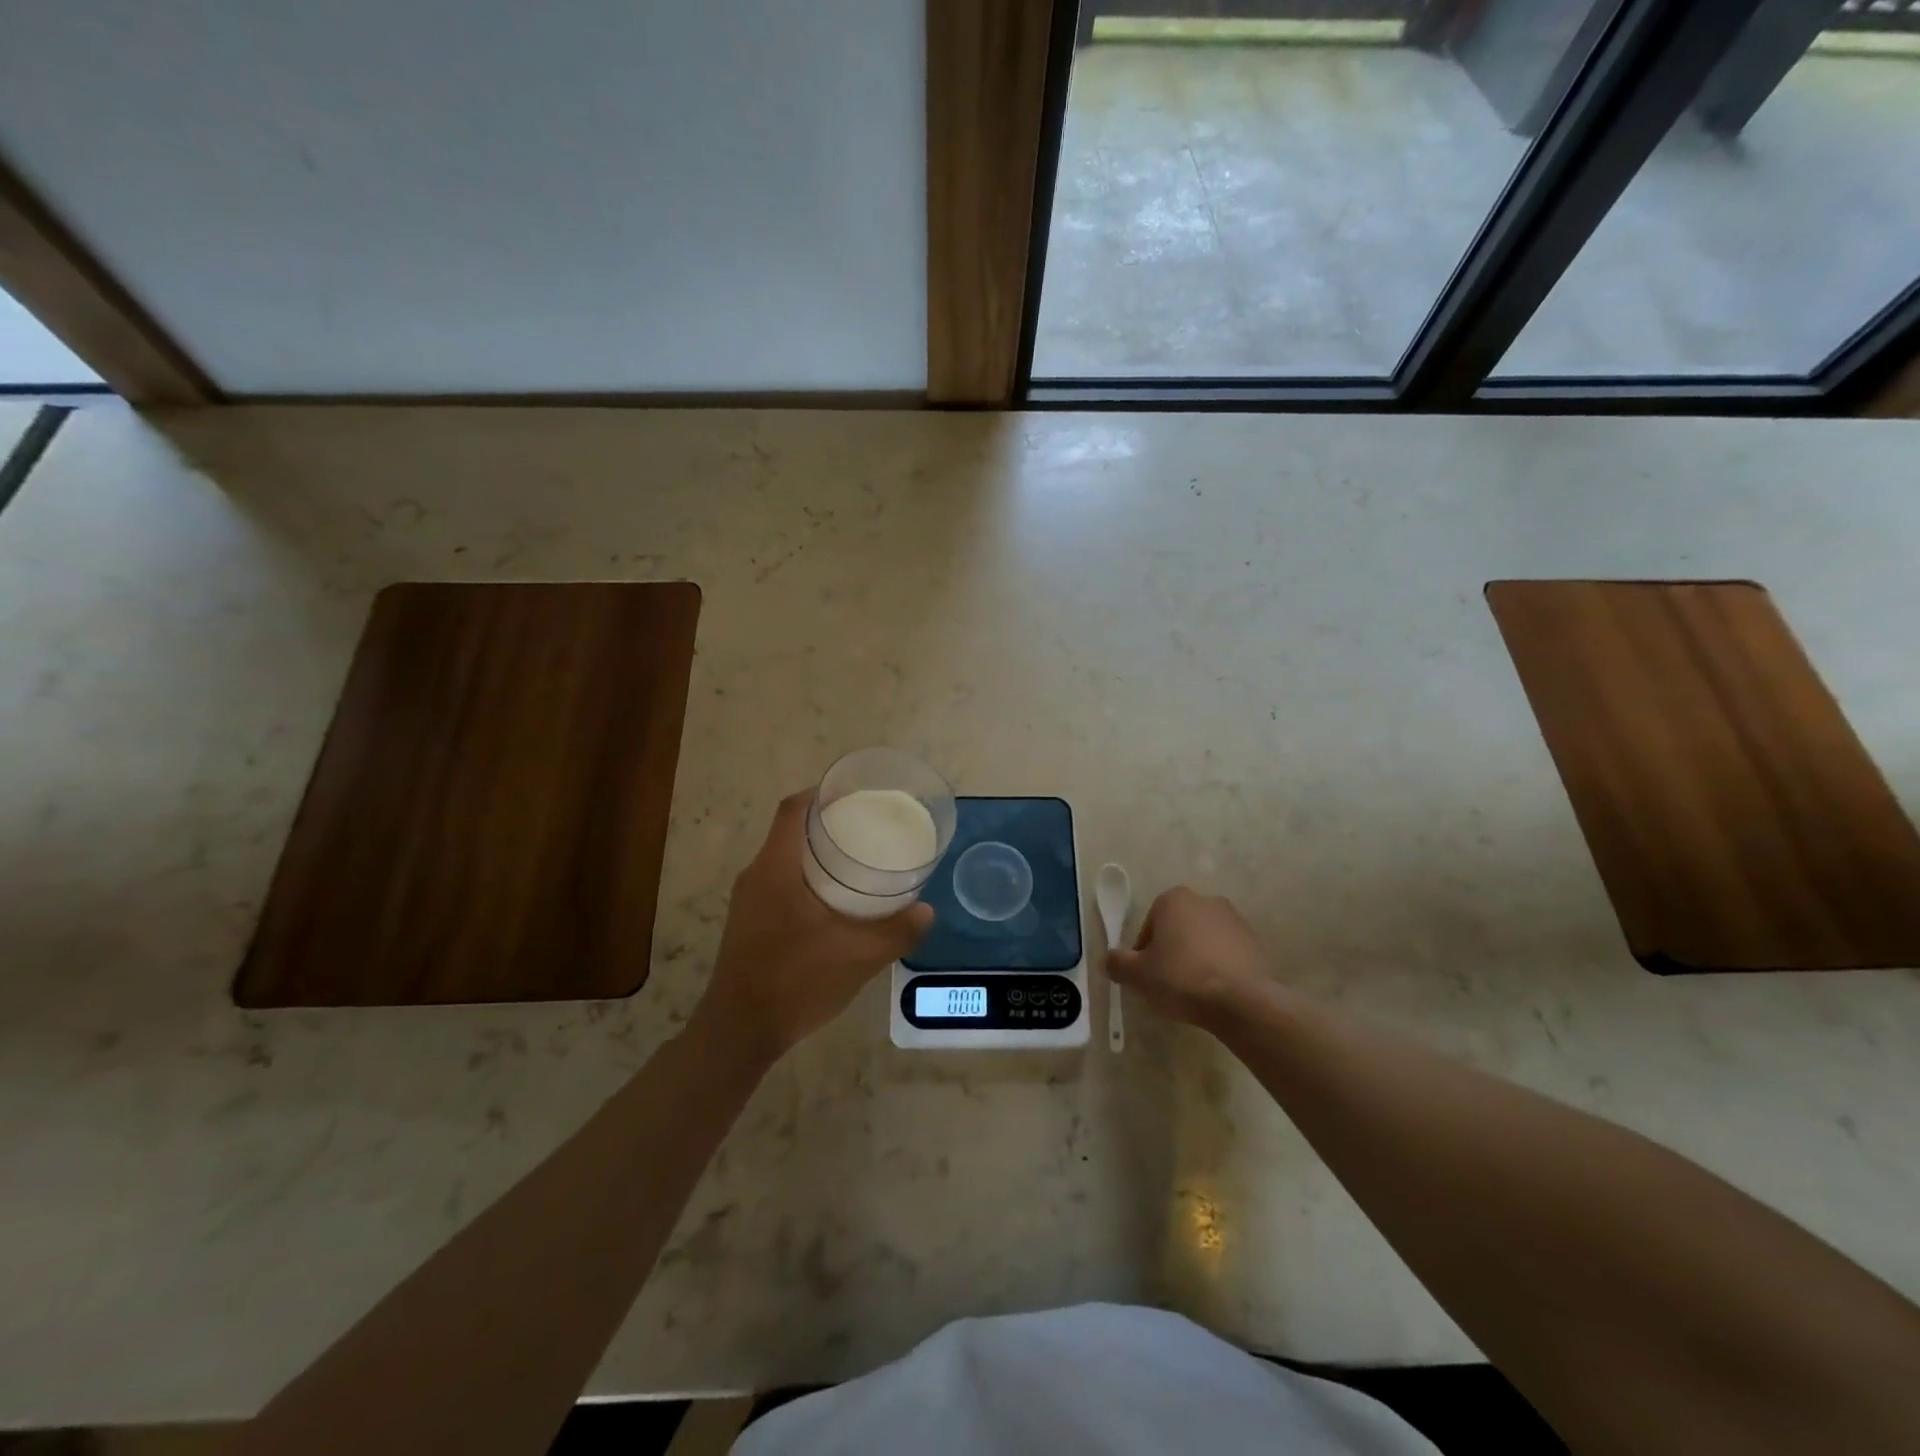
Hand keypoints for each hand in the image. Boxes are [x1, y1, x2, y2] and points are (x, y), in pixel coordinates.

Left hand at [696, 791, 933, 1062]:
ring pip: (784, 859)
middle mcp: (756, 876)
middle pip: (790, 831)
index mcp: (775, 868)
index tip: (853, 793)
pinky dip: (807, 878)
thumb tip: (926, 911)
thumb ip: (896, 931)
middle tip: (867, 827)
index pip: (792, 810)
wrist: (739, 1032)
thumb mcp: (857, 956)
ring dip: (817, 853)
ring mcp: (748, 901)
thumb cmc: (795, 981)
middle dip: (827, 823)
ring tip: (857, 860)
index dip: (820, 793)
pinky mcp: (749, 923)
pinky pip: (779, 882)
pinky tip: (834, 901)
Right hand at [1107, 886, 1277, 1029]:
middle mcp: (1205, 900)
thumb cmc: (1181, 978)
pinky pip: (1227, 954)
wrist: (1242, 1001)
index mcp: (1173, 899)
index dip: (1143, 954)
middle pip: (1177, 930)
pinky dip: (1219, 968)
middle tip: (1168, 984)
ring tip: (1194, 992)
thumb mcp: (1137, 975)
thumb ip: (1117, 963)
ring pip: (1203, 941)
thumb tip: (1110, 960)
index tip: (1147, 977)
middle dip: (1171, 953)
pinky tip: (1217, 993)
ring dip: (1196, 960)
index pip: (1148, 927)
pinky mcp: (1256, 942)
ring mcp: (1235, 920)